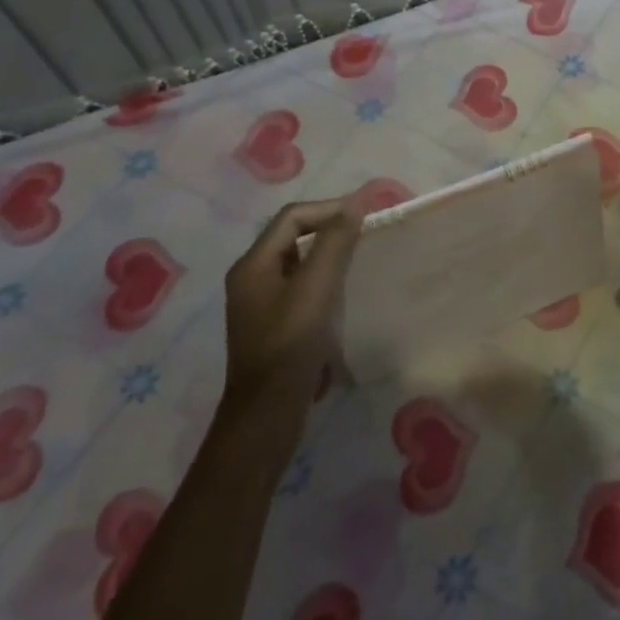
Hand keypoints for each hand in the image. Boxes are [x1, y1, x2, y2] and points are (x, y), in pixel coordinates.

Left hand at [221, 196, 363, 408]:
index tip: (366, 216)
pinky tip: (347, 293)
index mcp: (253, 264)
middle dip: (331, 229)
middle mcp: (252, 278)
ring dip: (331, 255)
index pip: (293, 217)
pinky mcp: (275, 326)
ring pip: (300, 263)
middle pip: (294, 237)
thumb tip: (355, 203)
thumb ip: (334, 243)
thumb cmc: (289, 345)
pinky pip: (302, 288)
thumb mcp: (315, 288)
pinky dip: (326, 281)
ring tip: (362, 259)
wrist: (267, 415)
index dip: (330, 209)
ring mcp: (262, 304)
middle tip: (367, 234)